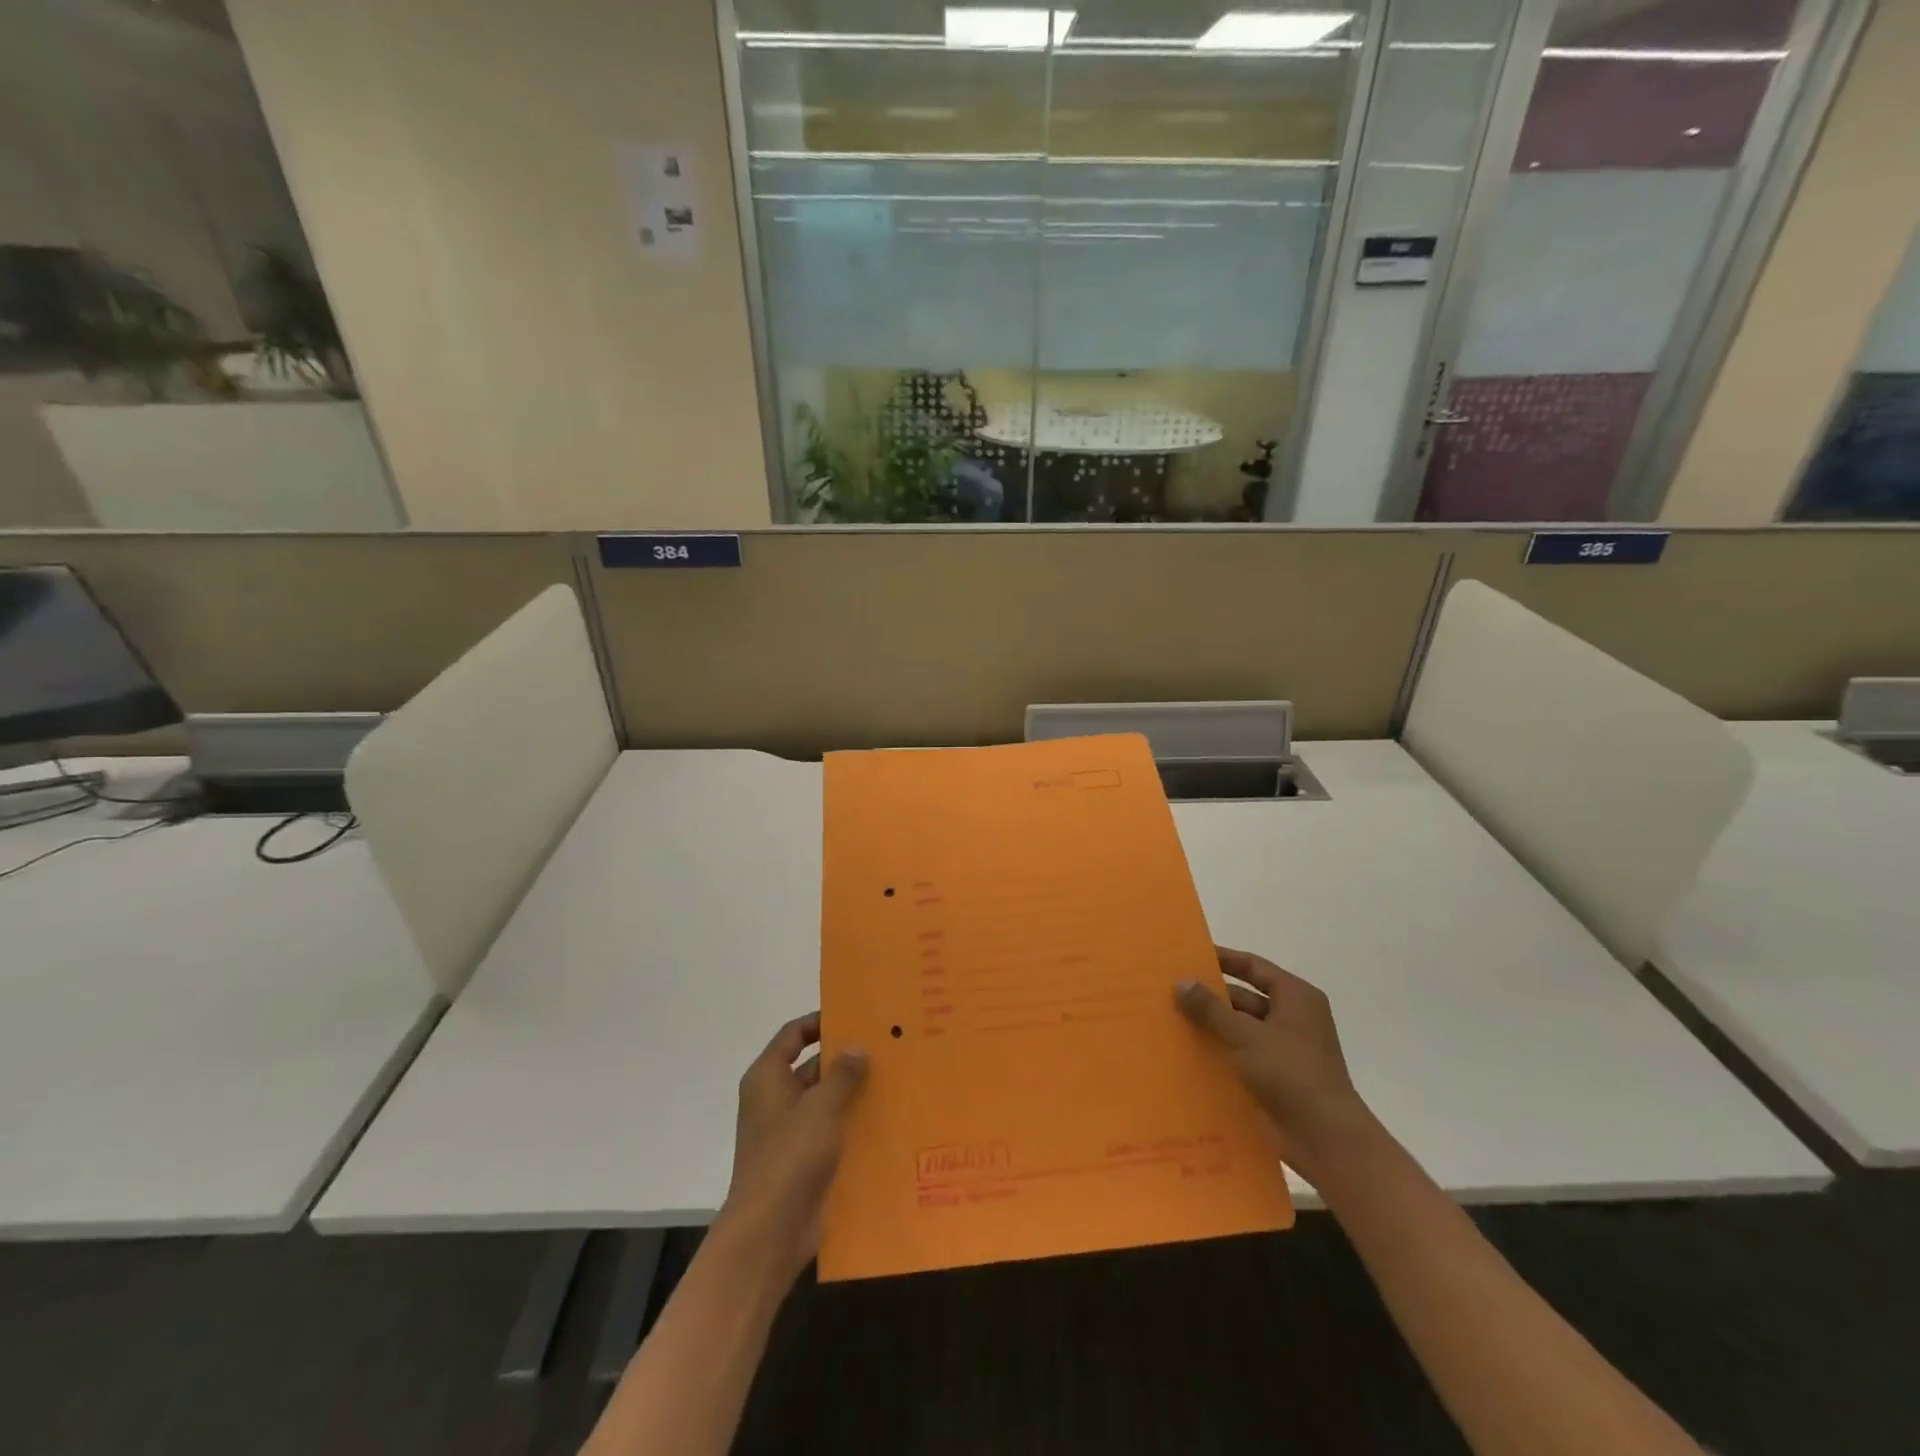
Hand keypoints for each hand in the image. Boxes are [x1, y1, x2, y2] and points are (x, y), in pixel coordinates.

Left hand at [719, 1012, 867, 1283]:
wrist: (769, 1233)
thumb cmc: (789, 1157)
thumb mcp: (821, 1107)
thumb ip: (842, 1074)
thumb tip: (857, 1047)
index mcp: (768, 1078)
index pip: (793, 1035)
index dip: (820, 1022)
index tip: (854, 1016)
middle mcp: (774, 1100)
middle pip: (811, 1066)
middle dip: (844, 1058)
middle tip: (885, 1047)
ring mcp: (788, 1132)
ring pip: (824, 1100)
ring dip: (852, 1092)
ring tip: (894, 1078)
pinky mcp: (803, 1160)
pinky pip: (830, 1131)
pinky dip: (851, 1123)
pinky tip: (885, 1119)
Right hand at [1175, 947, 1378, 1179]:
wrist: (1326, 1140)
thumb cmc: (1291, 1073)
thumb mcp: (1246, 1035)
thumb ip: (1211, 1008)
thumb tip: (1181, 982)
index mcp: (1295, 998)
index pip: (1253, 967)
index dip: (1222, 959)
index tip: (1188, 956)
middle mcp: (1292, 1019)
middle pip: (1244, 998)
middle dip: (1209, 997)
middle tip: (1169, 992)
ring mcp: (1284, 1050)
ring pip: (1239, 1029)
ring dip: (1210, 1027)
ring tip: (1168, 1021)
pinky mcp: (1275, 1078)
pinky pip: (1240, 1056)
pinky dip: (1218, 1053)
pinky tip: (1185, 1054)